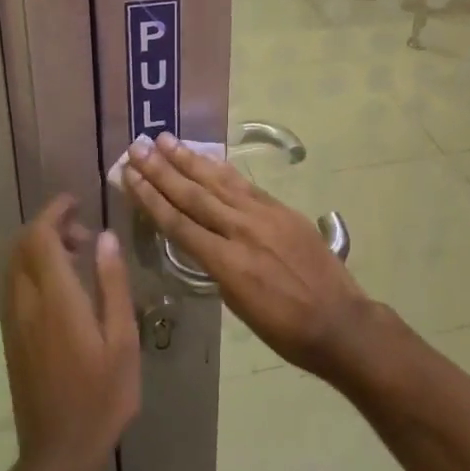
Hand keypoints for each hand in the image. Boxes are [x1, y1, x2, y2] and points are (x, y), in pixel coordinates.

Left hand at [3, 196, 140, 470]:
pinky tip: (66, 289)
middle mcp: (27, 304)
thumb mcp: (122, 340)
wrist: (59, 452)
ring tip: (80, 257)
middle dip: (49, 226)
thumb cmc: (102, 397)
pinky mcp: (13, 338)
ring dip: (41, 248)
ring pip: (16, 265)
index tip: (76, 202)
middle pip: (23, 246)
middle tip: (85, 234)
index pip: (41, 237)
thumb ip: (112, 284)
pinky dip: (35, 269)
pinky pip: (16, 286)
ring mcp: (15, 322)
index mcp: (56, 299)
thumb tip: (106, 236)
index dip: (54, 212)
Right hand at [121, 134, 377, 380]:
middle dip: (162, 171)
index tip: (130, 175)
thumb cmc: (285, 329)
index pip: (179, 223)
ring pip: (219, 182)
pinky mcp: (283, 210)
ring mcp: (265, 216)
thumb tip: (203, 242)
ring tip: (166, 140)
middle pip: (194, 195)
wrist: (339, 321)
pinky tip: (208, 159)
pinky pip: (245, 185)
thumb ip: (217, 268)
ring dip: (190, 160)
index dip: (151, 198)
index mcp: (227, 263)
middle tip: (138, 147)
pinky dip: (222, 170)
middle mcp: (242, 231)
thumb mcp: (239, 306)